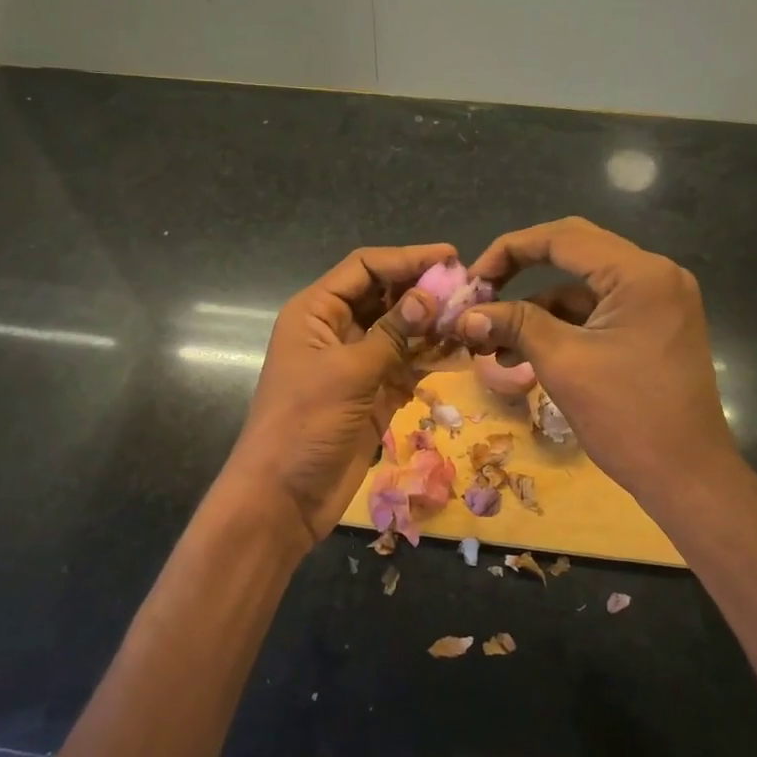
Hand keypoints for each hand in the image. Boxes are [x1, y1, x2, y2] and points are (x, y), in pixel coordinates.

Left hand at [223, 244, 451, 550]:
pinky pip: (405, 365)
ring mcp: (355, 363)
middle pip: (385, 296)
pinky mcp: (372, 394)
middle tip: (471, 291)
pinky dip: (430, 358)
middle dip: (424, 291)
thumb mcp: (348, 373)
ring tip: (474, 319)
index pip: (365, 268)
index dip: (407, 258)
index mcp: (316, 312)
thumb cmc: (304, 425)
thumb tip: (429, 295)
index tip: (452, 258)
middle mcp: (335, 330)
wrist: (282, 499)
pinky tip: (461, 353)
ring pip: (399, 331)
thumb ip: (391, 333)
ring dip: (432, 325)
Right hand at [462, 218, 756, 528]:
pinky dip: (558, 327)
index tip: (472, 279)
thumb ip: (515, 325)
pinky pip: (594, 312)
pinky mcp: (650, 327)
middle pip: (572, 252)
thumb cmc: (628, 417)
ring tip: (490, 341)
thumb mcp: (563, 364)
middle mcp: (654, 275)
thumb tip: (465, 315)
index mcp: (640, 273)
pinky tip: (520, 355)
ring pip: (580, 286)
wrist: (688, 478)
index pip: (562, 237)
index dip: (509, 250)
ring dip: (534, 308)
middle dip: (519, 272)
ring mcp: (655, 301)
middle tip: (480, 295)